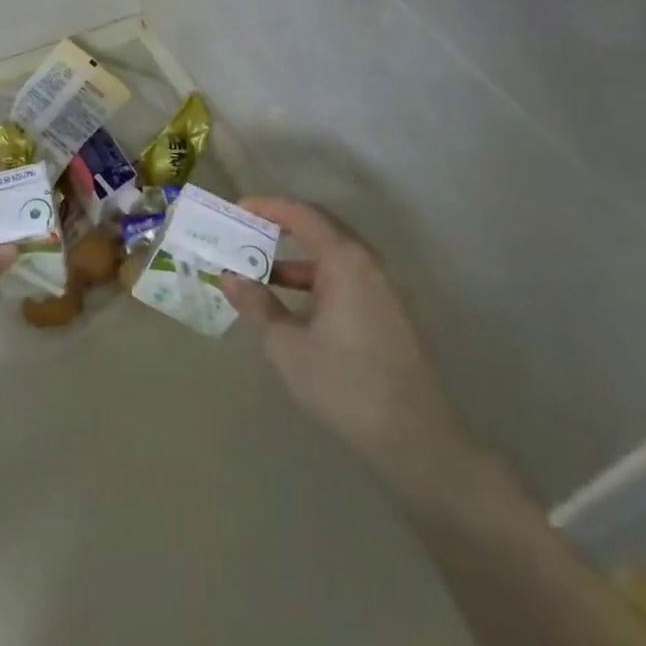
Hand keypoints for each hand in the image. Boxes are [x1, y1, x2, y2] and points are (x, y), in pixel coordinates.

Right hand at [222, 198, 471, 485]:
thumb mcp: (287, 346)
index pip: (302, 214)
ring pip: (333, 255)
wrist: (415, 439)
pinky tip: (295, 304)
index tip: (238, 211)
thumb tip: (230, 277)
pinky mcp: (389, 310)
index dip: (267, 207)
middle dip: (281, 228)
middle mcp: (368, 262)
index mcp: (345, 260)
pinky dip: (317, 278)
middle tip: (247, 234)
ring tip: (261, 273)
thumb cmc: (344, 384)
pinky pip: (346, 276)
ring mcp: (383, 286)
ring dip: (297, 258)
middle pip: (320, 227)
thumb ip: (257, 305)